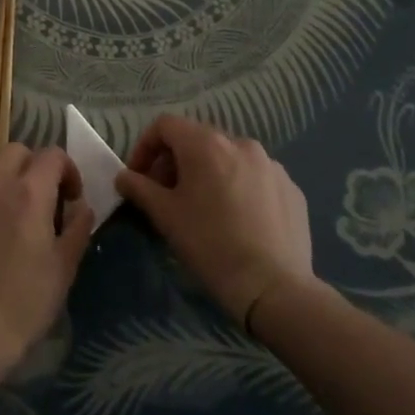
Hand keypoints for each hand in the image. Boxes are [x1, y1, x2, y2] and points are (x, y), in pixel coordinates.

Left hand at [0, 144, 91, 366]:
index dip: (67, 170)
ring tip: (13, 231)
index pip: (52, 155)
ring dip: (6, 191)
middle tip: (43, 203)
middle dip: (34, 167)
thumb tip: (81, 206)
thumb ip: (77, 228)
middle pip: (15, 152)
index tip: (72, 198)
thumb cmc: (25, 302)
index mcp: (28, 192)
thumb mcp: (64, 268)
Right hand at [115, 115, 314, 326]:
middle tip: (166, 195)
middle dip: (175, 162)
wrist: (274, 289)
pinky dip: (238, 187)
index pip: (165, 125)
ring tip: (203, 208)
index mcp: (206, 144)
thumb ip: (139, 188)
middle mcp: (240, 143)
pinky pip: (254, 177)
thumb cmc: (211, 245)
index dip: (145, 147)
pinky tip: (237, 220)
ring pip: (228, 158)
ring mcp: (271, 164)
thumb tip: (124, 176)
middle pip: (197, 139)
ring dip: (208, 173)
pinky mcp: (291, 188)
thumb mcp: (166, 216)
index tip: (139, 177)